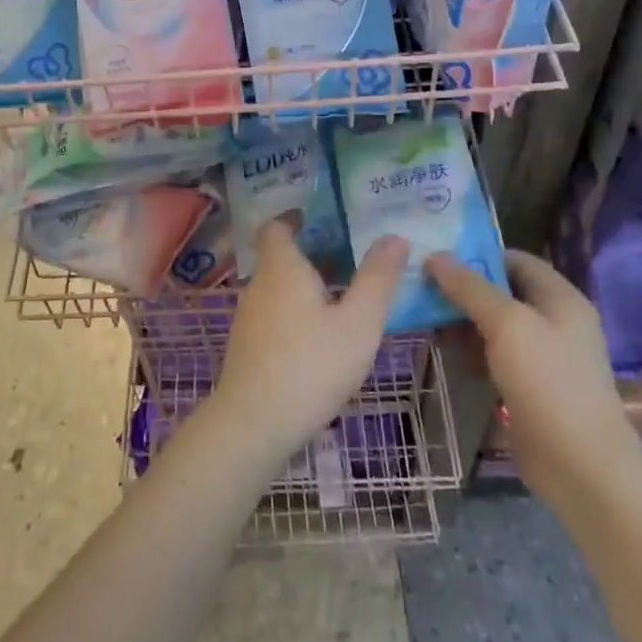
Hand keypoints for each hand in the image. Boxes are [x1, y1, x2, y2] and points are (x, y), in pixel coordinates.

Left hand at [211, 219, 409, 466]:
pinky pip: (273, 314)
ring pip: (277, 288)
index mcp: (282, 268)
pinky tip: (319, 335)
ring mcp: (248, 317)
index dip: (294, 218)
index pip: (276, 227)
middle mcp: (259, 285)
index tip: (319, 218)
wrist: (254, 423)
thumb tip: (395, 237)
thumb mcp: (358, 322)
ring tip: (340, 295)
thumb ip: (377, 279)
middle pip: (280, 257)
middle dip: (310, 254)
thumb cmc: (311, 365)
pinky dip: (295, 311)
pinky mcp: (247, 346)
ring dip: (304, 285)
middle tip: (348, 257)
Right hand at [428, 249, 641, 504]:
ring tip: (425, 318)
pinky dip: (472, 350)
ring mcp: (543, 356)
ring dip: (463, 321)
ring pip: (495, 325)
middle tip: (422, 288)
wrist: (580, 465)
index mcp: (560, 298)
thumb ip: (470, 288)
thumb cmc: (547, 382)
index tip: (437, 257)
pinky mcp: (529, 385)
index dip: (477, 255)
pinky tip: (446, 352)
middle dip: (463, 289)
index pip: (515, 259)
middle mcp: (554, 321)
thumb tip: (436, 257)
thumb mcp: (506, 324)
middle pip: (502, 291)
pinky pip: (495, 355)